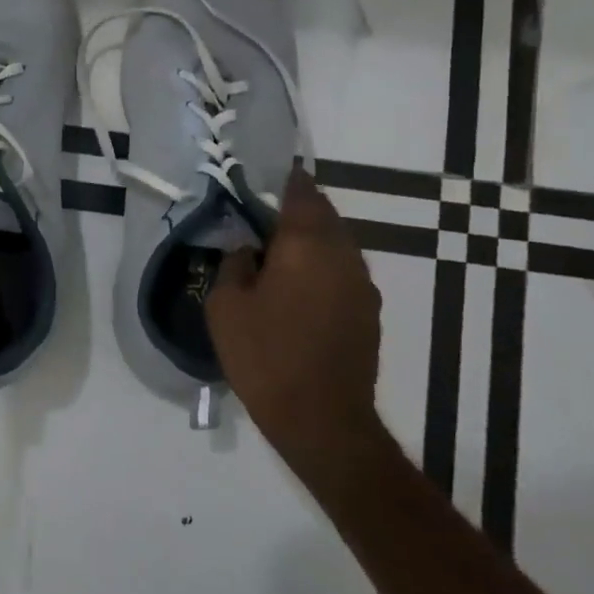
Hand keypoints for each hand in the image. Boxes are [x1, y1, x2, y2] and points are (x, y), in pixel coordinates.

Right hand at [207, 169, 387, 491]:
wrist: (322, 419)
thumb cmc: (265, 355)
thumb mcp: (225, 305)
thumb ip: (233, 263)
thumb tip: (246, 247)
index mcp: (306, 243)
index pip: (299, 191)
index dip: (280, 178)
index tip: (258, 175)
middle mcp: (343, 254)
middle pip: (322, 214)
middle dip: (293, 208)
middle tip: (258, 215)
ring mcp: (362, 283)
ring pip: (336, 242)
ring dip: (308, 238)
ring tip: (274, 252)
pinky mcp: (368, 310)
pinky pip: (342, 270)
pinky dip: (320, 265)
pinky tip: (295, 287)